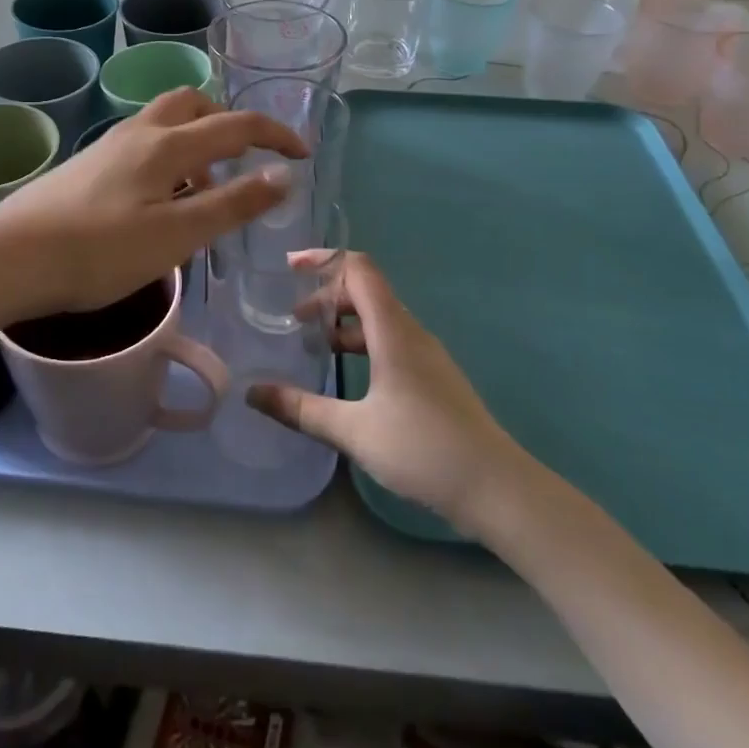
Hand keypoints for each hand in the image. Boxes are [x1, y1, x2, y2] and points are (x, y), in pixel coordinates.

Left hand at [0, 88, 307, 316]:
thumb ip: (232, 204)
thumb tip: (283, 175)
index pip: (235, 124)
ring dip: (196, 141)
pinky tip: (160, 199)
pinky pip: (143, 143)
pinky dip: (169, 156)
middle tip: (242, 162)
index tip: (303, 154)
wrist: (10, 257)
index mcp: (167, 145)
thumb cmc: (99, 251)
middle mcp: (139, 132)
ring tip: (204, 188)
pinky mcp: (88, 165)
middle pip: (193, 104)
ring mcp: (109, 146)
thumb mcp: (176, 235)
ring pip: (164, 122)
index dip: (275, 135)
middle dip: (227, 122)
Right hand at [248, 253, 514, 529]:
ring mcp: (426, 354)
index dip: (323, 259)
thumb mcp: (353, 430)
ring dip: (344, 322)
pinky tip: (348, 375)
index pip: (358, 269)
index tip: (289, 267)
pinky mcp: (433, 376)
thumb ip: (301, 409)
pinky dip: (362, 342)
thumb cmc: (423, 449)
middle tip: (293, 319)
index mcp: (393, 330)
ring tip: (314, 345)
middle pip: (366, 291)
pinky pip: (391, 340)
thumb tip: (252, 393)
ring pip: (379, 318)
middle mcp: (411, 332)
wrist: (496, 487)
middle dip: (327, 296)